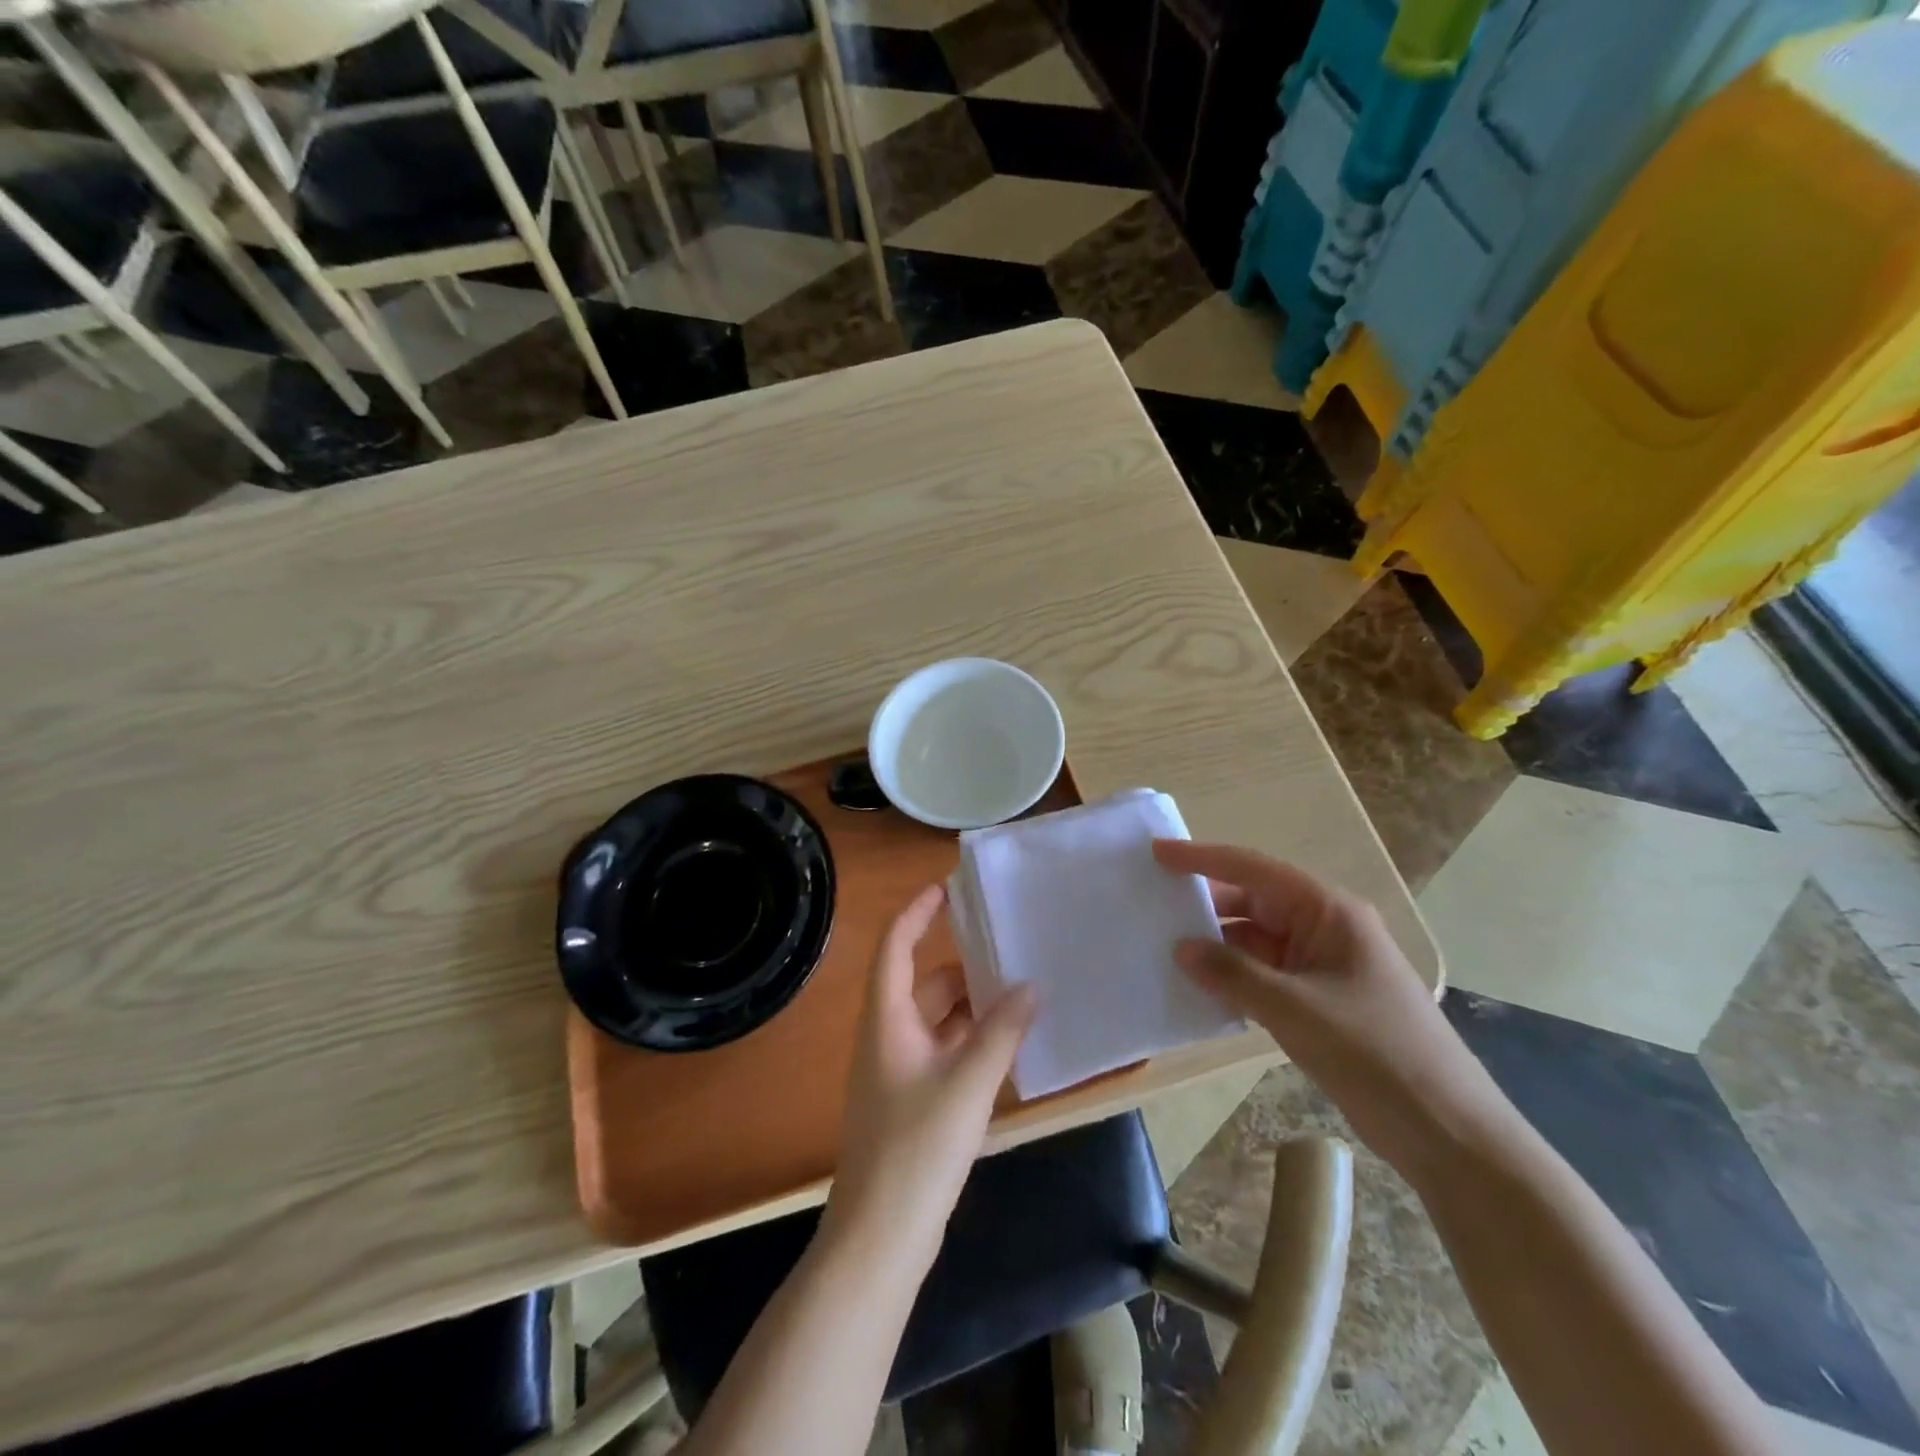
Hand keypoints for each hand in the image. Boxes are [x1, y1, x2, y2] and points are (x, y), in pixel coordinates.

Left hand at [825, 885, 1034, 1268]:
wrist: (880, 1237)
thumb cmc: (917, 1147)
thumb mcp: (967, 1083)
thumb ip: (1001, 1032)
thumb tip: (1031, 986)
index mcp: (887, 1019)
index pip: (895, 947)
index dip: (916, 913)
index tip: (947, 889)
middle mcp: (888, 1037)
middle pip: (923, 984)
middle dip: (963, 966)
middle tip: (1009, 949)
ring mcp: (898, 1072)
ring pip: (937, 1021)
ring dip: (972, 1007)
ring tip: (1020, 993)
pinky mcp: (911, 1103)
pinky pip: (944, 1053)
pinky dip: (971, 1042)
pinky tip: (1008, 1046)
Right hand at [1153, 839, 1511, 1182]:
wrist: (1448, 1132)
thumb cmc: (1376, 1054)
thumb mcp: (1296, 1010)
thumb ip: (1233, 974)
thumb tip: (1181, 949)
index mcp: (1328, 912)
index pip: (1254, 870)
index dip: (1203, 858)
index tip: (1157, 853)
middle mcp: (1324, 929)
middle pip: (1253, 904)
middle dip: (1205, 906)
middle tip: (1150, 909)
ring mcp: (1322, 967)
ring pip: (1256, 942)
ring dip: (1216, 947)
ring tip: (1163, 950)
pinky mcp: (1319, 1001)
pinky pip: (1264, 975)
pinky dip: (1233, 978)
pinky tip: (1199, 990)